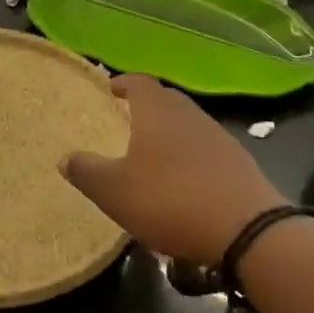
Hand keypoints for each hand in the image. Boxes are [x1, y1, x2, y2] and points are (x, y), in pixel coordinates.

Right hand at [62, 75, 286, 263]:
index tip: (110, 89)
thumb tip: (65, 158)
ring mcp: (217, 136)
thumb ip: (87, 172)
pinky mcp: (238, 162)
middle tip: (128, 119)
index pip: (139, 82)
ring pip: (187, 123)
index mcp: (157, 111)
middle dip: (146, 106)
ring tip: (154, 153)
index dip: (122, 83)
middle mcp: (188, 114)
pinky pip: (206, 148)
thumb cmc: (171, 200)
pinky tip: (185, 181)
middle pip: (165, 99)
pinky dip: (191, 155)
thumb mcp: (115, 192)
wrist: (247, 230)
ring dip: (170, 132)